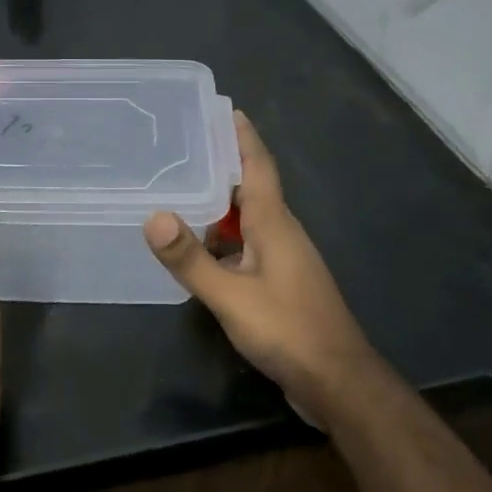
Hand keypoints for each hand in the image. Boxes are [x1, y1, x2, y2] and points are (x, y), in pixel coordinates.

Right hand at [144, 111, 385, 427]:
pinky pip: (248, 248)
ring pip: (248, 221)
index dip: (242, 138)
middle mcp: (282, 234)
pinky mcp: (281, 285)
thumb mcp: (230, 296)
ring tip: (181, 195)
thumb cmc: (287, 330)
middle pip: (251, 189)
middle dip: (222, 167)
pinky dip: (223, 241)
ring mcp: (284, 261)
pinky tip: (200, 253)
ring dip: (220, 207)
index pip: (258, 167)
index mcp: (274, 224)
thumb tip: (153, 216)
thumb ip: (190, 259)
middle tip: (183, 149)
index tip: (226, 109)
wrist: (337, 382)